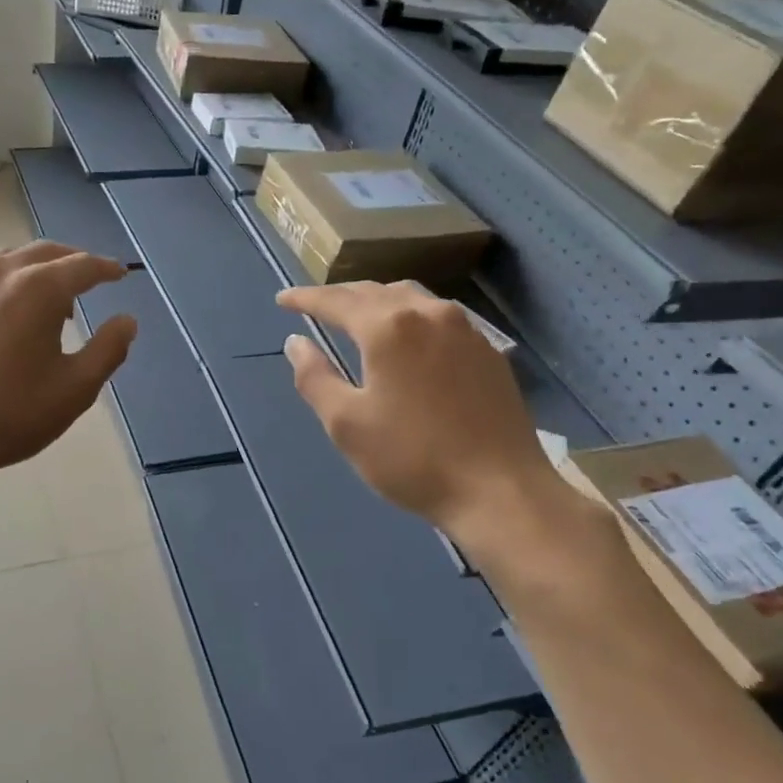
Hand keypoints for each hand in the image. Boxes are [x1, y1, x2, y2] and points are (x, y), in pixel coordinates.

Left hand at [0, 241, 136, 497]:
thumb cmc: (9, 414)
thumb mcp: (74, 389)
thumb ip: (108, 350)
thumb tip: (127, 321)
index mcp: (37, 288)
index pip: (83, 265)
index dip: (107, 269)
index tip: (120, 274)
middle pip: (44, 252)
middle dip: (73, 260)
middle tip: (90, 278)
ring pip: (8, 259)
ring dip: (36, 268)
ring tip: (49, 298)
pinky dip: (4, 283)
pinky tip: (4, 314)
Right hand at [277, 282, 585, 558]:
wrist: (501, 491)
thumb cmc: (412, 458)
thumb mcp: (346, 423)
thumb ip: (314, 377)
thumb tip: (296, 343)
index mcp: (388, 327)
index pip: (336, 301)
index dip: (304, 299)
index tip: (281, 300)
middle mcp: (428, 313)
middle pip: (374, 292)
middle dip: (340, 296)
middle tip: (314, 306)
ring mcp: (465, 330)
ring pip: (411, 297)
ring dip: (376, 300)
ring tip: (357, 315)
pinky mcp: (488, 351)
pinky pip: (438, 316)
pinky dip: (409, 315)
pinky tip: (406, 337)